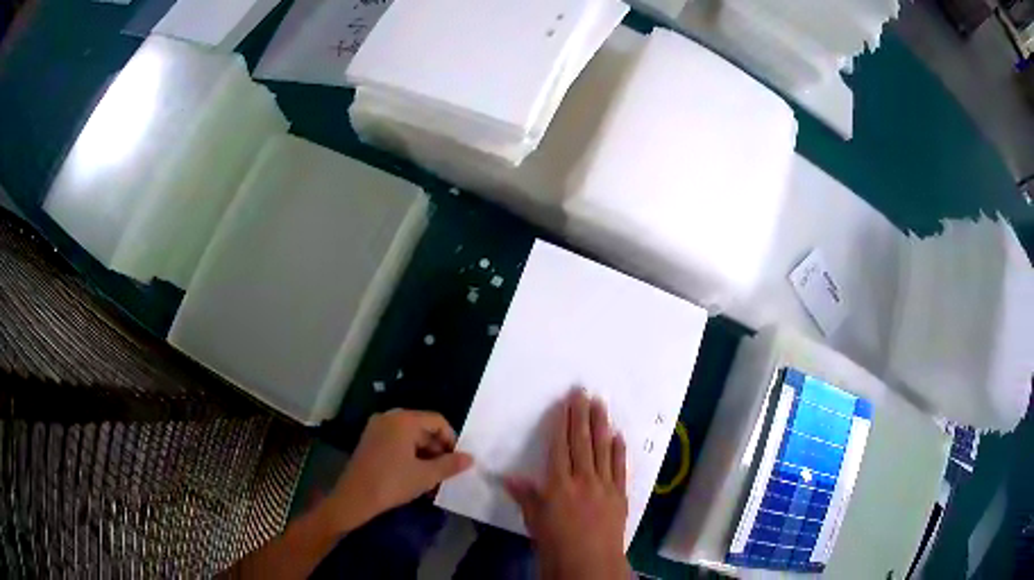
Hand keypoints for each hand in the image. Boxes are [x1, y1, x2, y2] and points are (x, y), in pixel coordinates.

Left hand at [327, 410, 472, 532]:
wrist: (355, 498)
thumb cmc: (392, 482)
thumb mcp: (426, 476)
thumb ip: (450, 465)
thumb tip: (470, 458)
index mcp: (404, 420)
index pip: (437, 421)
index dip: (451, 440)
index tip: (456, 462)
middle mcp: (389, 418)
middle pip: (423, 428)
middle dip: (437, 450)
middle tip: (445, 473)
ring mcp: (377, 428)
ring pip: (410, 437)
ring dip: (424, 455)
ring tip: (431, 479)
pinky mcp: (370, 441)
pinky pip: (397, 442)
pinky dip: (409, 456)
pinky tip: (414, 476)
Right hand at [505, 389, 630, 579]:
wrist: (589, 562)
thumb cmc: (555, 543)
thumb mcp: (534, 520)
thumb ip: (525, 496)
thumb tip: (508, 477)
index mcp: (558, 484)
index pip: (560, 446)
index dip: (562, 423)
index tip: (564, 403)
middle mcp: (583, 478)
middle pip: (582, 441)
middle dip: (581, 415)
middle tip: (584, 392)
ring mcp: (604, 485)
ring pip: (603, 448)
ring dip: (602, 425)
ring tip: (601, 404)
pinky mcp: (620, 494)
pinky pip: (619, 467)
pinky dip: (619, 450)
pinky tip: (619, 435)